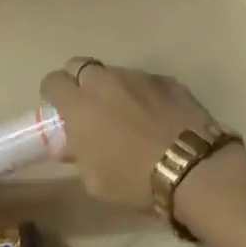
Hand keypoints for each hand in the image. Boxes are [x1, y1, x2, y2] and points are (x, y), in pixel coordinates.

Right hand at [38, 61, 219, 212]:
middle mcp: (104, 81)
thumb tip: (68, 146)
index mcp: (79, 104)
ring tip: (127, 115)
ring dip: (113, 88)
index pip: (52, 81)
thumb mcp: (95, 181)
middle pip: (80, 65)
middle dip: (79, 81)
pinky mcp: (166, 79)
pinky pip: (145, 81)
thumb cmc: (134, 180)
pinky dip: (143, 94)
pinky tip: (156, 117)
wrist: (192, 168)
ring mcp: (137, 76)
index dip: (53, 94)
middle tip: (89, 107)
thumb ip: (77, 156)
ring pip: (114, 73)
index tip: (60, 110)